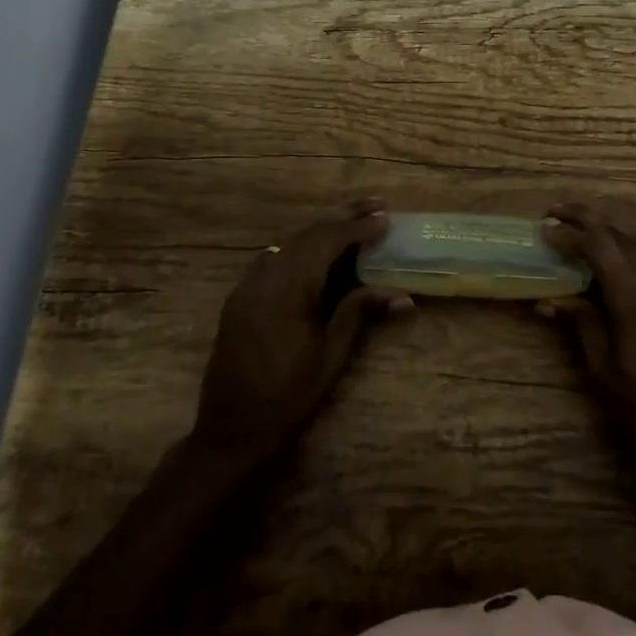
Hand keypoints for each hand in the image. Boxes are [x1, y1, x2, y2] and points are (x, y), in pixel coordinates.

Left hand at [190, 198, 408, 465]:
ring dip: (322, 228)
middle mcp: (266, 276)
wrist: (231, 429)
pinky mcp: (240, 296)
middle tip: (376, 205)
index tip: (386, 217)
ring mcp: (248, 284)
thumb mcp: (330, 355)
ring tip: (353, 220)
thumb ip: (359, 313)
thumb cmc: (288, 396)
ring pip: (289, 241)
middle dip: (343, 217)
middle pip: (308, 233)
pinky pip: (273, 256)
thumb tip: (403, 295)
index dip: (358, 227)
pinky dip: (300, 245)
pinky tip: (317, 248)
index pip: (328, 242)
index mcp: (289, 288)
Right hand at [541, 201, 635, 485]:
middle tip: (556, 215)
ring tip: (584, 233)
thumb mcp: (601, 369)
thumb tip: (547, 300)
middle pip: (621, 235)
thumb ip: (580, 324)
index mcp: (634, 298)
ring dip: (612, 232)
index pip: (599, 246)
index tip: (544, 230)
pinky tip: (628, 260)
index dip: (569, 233)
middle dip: (587, 219)